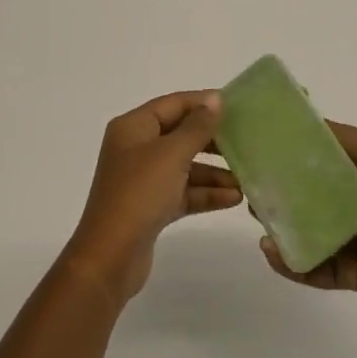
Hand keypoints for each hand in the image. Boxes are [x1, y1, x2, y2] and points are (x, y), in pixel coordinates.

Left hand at [64, 92, 242, 303]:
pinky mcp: (151, 206)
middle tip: (246, 142)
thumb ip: (197, 127)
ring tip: (245, 178)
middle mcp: (136, 148)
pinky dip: (205, 194)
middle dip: (212, 140)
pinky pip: (183, 192)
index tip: (237, 107)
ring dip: (214, 172)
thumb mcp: (171, 154)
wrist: (111, 257)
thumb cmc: (139, 194)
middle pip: (180, 135)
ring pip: (185, 166)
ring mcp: (143, 179)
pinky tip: (234, 199)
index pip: (173, 104)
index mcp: (133, 127)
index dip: (203, 102)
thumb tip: (215, 100)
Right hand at [258, 122, 356, 325]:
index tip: (258, 139)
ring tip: (256, 215)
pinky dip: (291, 261)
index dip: (292, 147)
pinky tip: (271, 251)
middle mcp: (355, 201)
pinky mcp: (350, 272)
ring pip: (305, 228)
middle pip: (307, 192)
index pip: (321, 155)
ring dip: (280, 222)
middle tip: (248, 180)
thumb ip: (347, 142)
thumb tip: (303, 126)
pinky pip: (313, 265)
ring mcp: (351, 238)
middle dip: (278, 186)